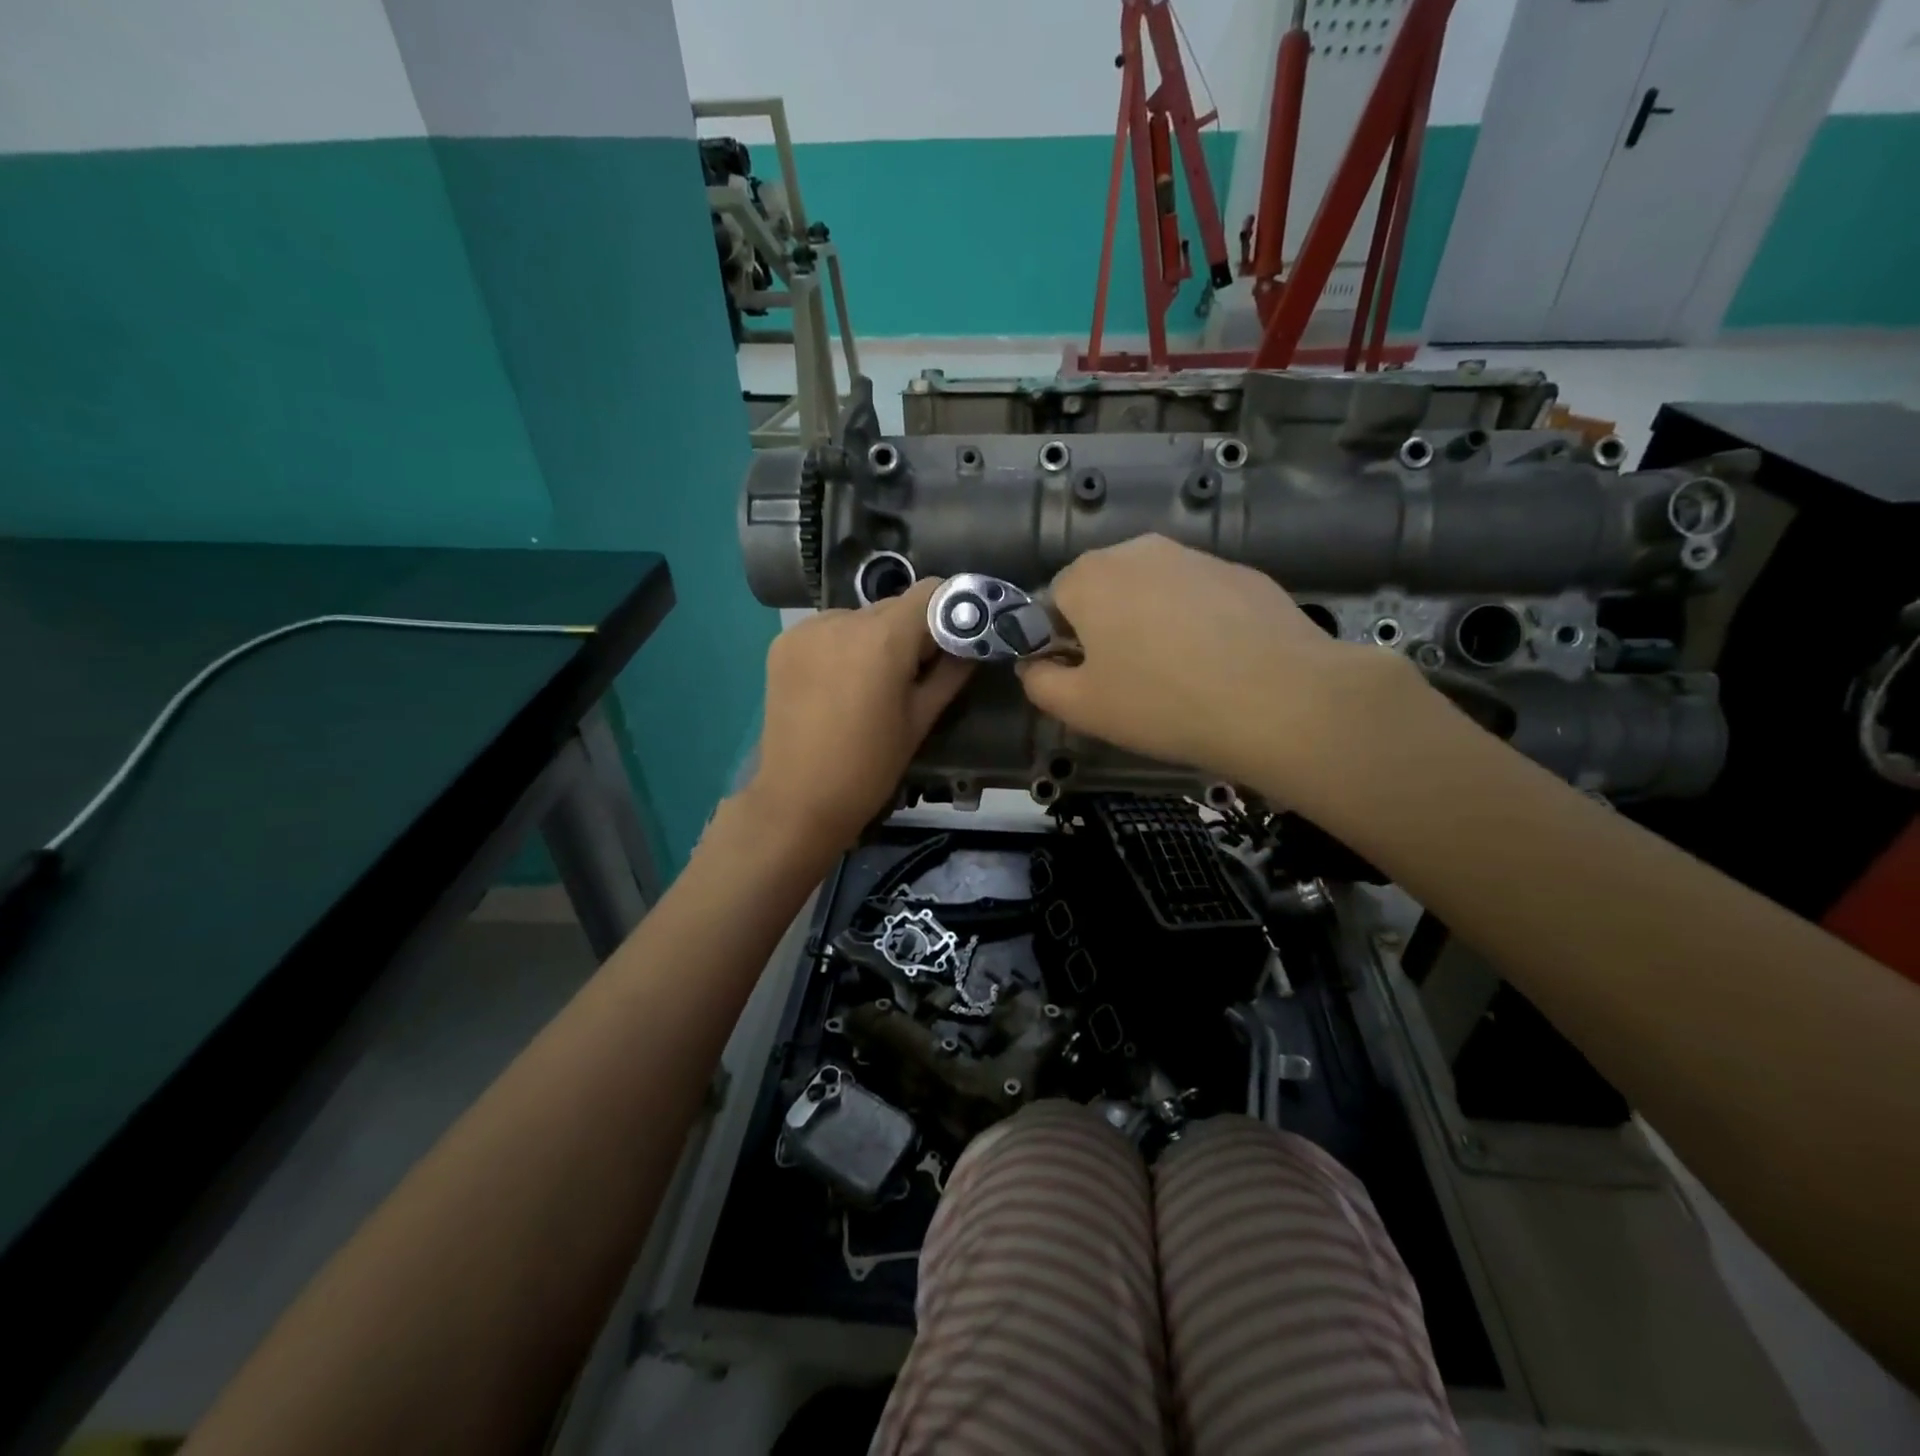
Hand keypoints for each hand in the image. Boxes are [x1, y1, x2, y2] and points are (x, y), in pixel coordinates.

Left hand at [745, 578, 973, 853]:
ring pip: (860, 617)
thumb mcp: (920, 720)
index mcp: (882, 638)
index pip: (931, 592)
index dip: (952, 609)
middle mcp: (841, 619)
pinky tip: (840, 684)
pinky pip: (828, 630)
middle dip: (913, 631)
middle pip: (894, 606)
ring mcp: (806, 629)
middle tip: (918, 672)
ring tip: (873, 684)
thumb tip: (974, 642)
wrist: (798, 800)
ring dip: (876, 638)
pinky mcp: (783, 643)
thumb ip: (951, 672)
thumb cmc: (870, 766)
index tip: (959, 638)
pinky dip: (843, 646)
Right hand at [1017, 535, 1422, 793]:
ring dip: (1152, 624)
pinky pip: (1199, 597)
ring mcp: (1197, 556)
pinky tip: (1219, 663)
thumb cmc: (1162, 703)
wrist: (1281, 701)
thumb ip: (1039, 683)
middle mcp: (1139, 550)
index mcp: (1090, 576)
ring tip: (1179, 675)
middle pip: (1104, 591)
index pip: (1053, 602)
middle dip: (1107, 629)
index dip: (1063, 644)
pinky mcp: (1243, 573)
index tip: (1088, 680)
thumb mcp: (1081, 708)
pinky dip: (1197, 623)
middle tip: (1131, 681)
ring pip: (1154, 592)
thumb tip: (1034, 665)